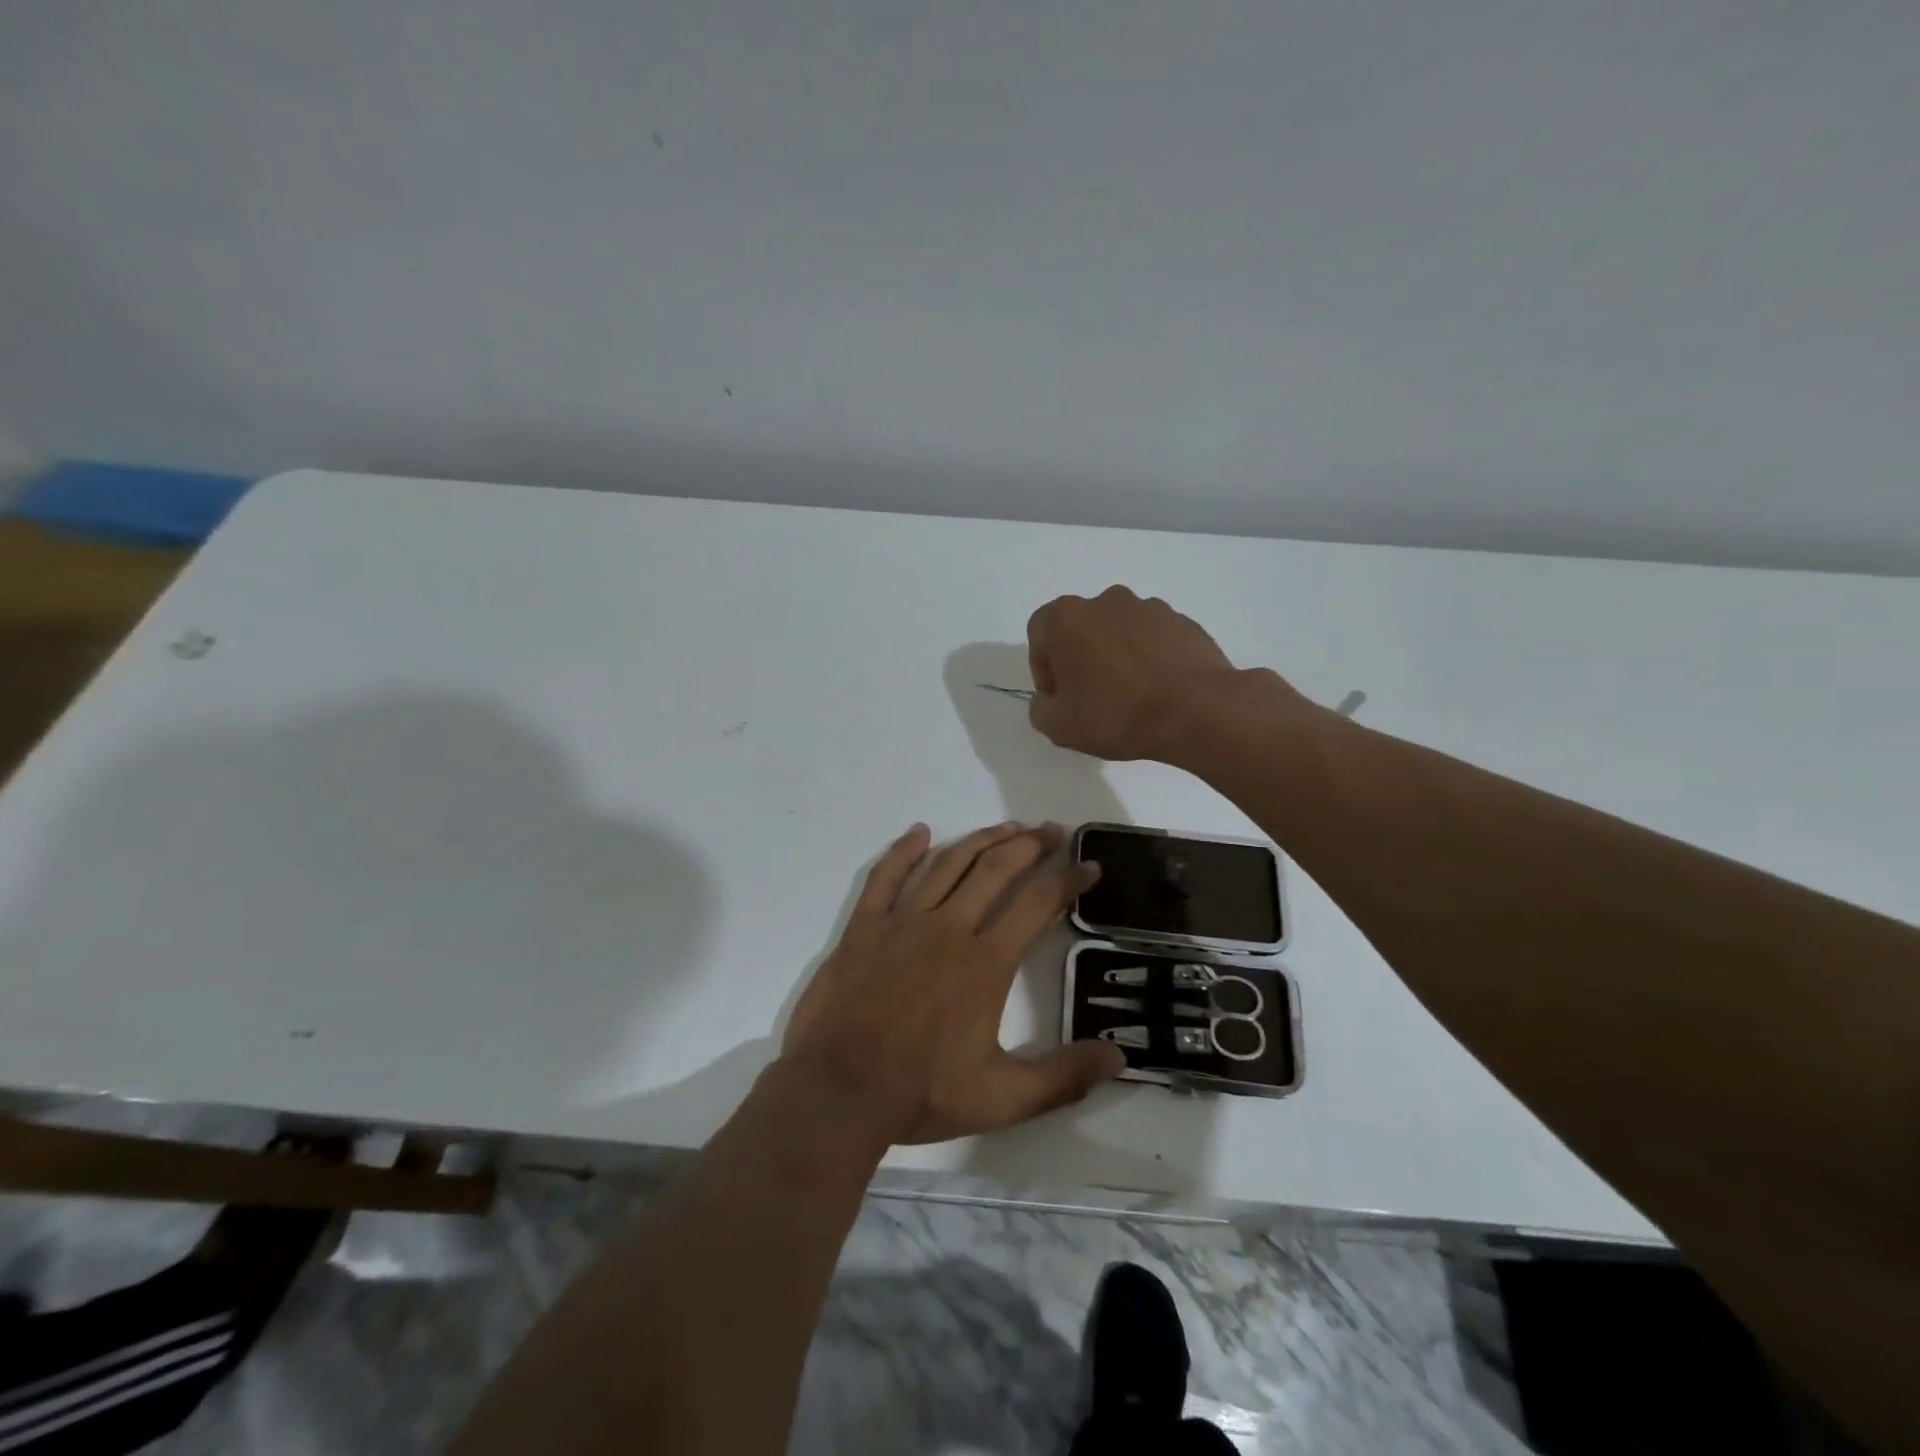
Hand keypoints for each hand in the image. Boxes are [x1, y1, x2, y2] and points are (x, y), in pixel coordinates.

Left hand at [782, 822, 1125, 1144]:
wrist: (839, 1089)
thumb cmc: (922, 1092)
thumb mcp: (1002, 1099)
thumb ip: (1063, 1077)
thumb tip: (1120, 1056)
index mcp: (986, 961)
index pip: (1038, 903)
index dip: (1068, 879)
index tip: (1089, 864)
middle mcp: (949, 927)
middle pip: (996, 868)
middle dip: (1030, 845)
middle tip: (1052, 831)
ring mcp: (903, 921)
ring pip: (948, 863)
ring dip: (981, 839)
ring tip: (1007, 827)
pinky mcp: (865, 926)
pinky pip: (885, 876)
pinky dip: (903, 850)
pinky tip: (919, 832)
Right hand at [1027, 586, 1288, 761]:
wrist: (1197, 711)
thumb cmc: (1116, 714)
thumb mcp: (1059, 726)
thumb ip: (1040, 708)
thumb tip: (1050, 699)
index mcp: (1067, 617)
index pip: (1040, 634)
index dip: (1044, 669)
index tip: (1059, 698)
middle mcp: (1105, 601)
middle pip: (1080, 628)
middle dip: (1079, 659)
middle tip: (1090, 698)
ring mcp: (1149, 607)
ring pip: (1117, 632)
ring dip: (1115, 657)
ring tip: (1128, 696)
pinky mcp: (1182, 621)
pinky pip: (1152, 639)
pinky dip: (1148, 659)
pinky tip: (1156, 691)